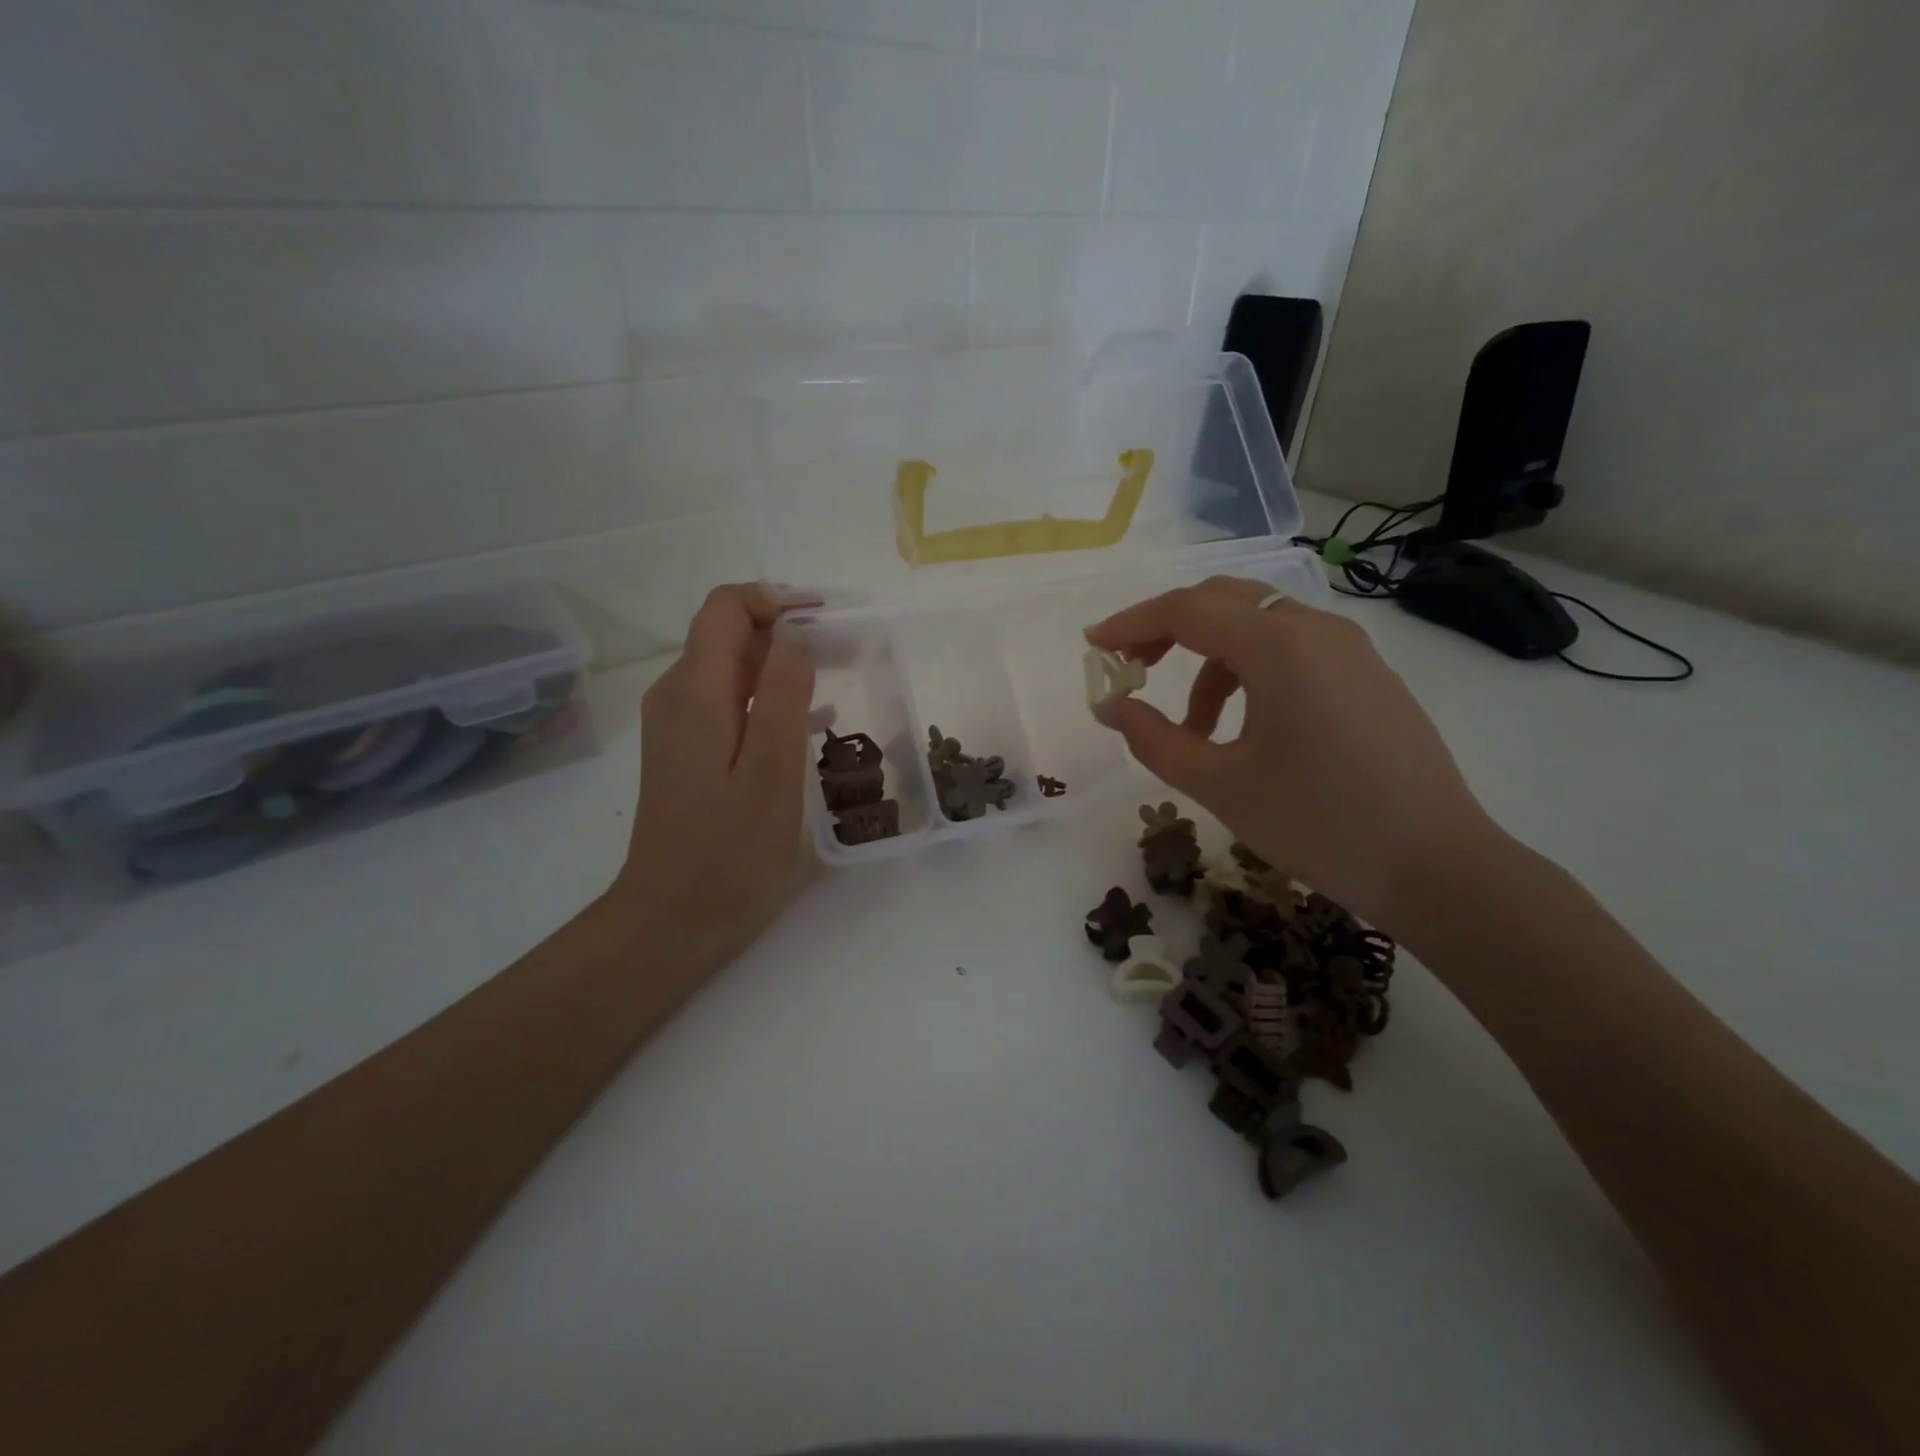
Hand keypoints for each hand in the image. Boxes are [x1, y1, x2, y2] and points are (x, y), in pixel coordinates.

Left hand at [611, 584, 816, 968]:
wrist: (672, 920)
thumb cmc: (729, 852)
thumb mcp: (770, 771)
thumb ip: (782, 693)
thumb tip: (796, 631)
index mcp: (695, 692)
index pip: (727, 607)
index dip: (778, 599)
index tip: (830, 617)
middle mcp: (678, 696)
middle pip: (730, 633)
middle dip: (789, 629)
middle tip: (850, 649)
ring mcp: (679, 725)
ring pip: (732, 667)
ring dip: (785, 663)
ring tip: (842, 675)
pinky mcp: (688, 751)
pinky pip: (731, 702)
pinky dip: (770, 697)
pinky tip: (813, 720)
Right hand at [1085, 576, 1496, 931]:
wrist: (1437, 868)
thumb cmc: (1318, 824)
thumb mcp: (1220, 785)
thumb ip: (1154, 739)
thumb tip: (1111, 706)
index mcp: (1280, 648)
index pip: (1188, 610)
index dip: (1131, 623)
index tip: (1093, 646)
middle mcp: (1318, 631)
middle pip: (1224, 601)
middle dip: (1168, 627)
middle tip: (1132, 667)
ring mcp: (1352, 651)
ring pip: (1260, 625)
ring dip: (1211, 659)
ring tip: (1193, 727)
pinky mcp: (1369, 676)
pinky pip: (1294, 651)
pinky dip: (1251, 672)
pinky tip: (1245, 728)